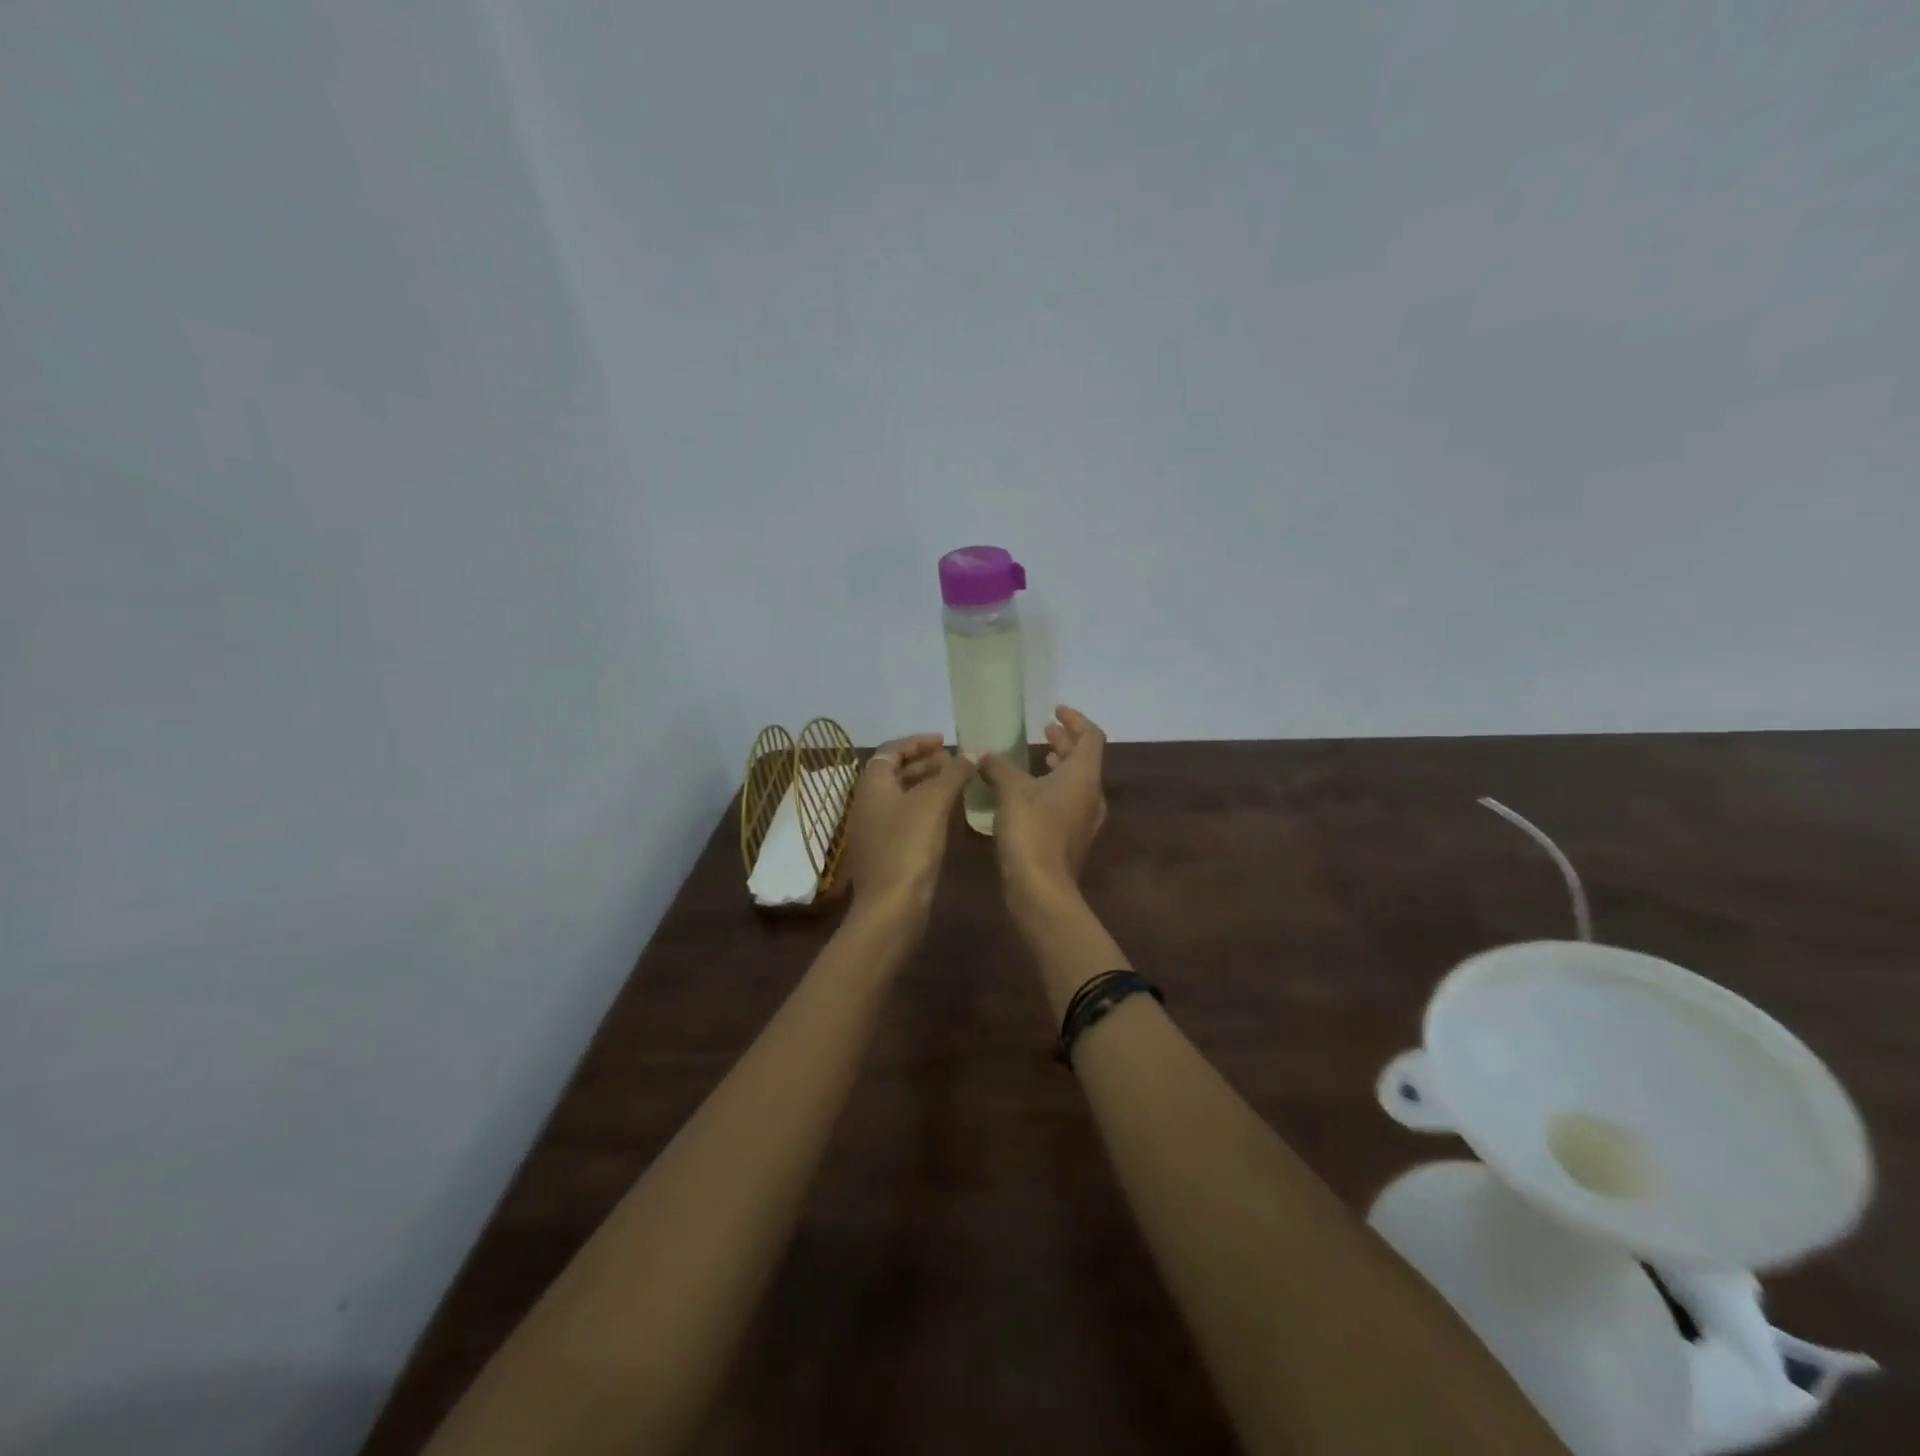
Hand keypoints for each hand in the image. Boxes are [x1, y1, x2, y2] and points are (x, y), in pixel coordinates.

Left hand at [841, 733, 975, 920]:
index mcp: (872, 785)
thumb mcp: (934, 802)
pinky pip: (904, 818)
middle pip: (894, 772)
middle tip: (954, 762)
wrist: (891, 906)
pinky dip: (925, 808)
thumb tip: (974, 752)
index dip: (917, 742)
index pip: (891, 750)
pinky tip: (947, 815)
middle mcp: (867, 803)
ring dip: (926, 785)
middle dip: (924, 763)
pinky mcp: (885, 851)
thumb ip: (954, 773)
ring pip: (901, 796)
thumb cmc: (909, 845)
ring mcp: (874, 829)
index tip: (944, 742)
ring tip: (956, 784)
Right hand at [977, 705, 1107, 905]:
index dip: (1075, 720)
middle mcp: (1091, 794)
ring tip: (1038, 757)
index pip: (1091, 736)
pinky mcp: (1072, 837)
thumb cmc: (1031, 831)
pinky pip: (1068, 800)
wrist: (1041, 888)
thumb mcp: (1010, 792)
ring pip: (1076, 781)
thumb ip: (998, 767)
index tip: (1055, 711)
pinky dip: (1053, 787)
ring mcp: (1084, 819)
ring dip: (1059, 765)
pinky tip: (1028, 792)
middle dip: (1065, 741)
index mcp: (1083, 776)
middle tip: (1044, 730)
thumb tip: (982, 754)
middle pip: (1084, 758)